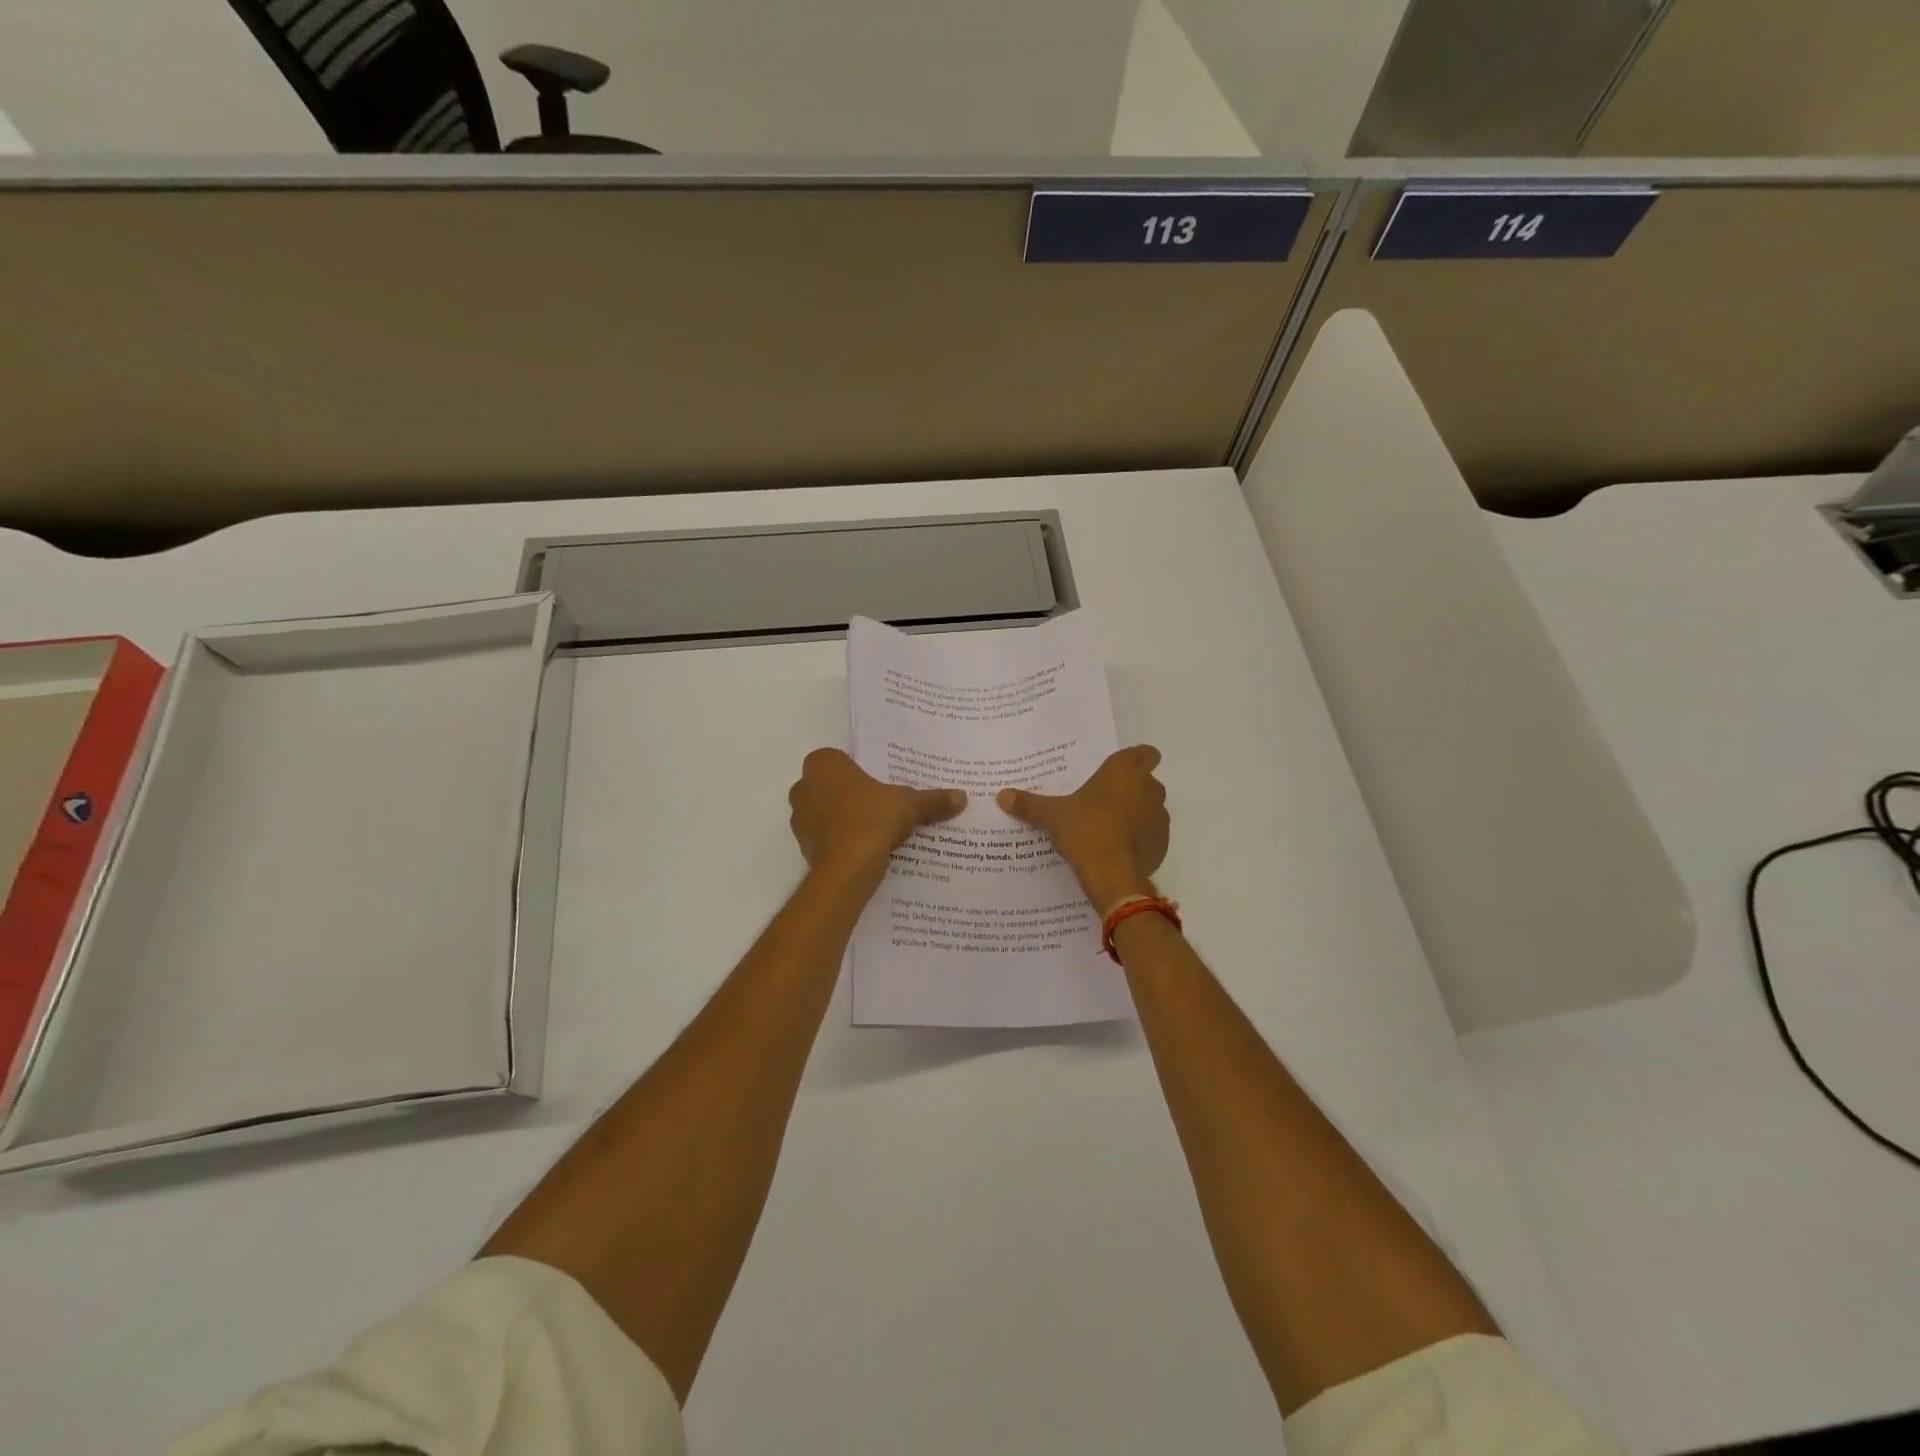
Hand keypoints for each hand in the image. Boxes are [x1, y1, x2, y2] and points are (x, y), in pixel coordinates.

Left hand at [789, 748, 965, 885]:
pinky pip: (826, 838)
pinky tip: (865, 850)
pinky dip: (841, 841)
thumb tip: (962, 797)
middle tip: (881, 804)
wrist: (846, 870)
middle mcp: (804, 787)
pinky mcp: (804, 847)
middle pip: (831, 786)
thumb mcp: (909, 805)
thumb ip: (932, 799)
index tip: (879, 782)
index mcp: (823, 765)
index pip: (839, 759)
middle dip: (851, 794)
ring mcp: (800, 819)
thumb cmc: (872, 820)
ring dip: (844, 819)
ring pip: (826, 813)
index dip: (858, 770)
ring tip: (876, 829)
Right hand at [997, 745, 1168, 913]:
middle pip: (1146, 780)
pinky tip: (1118, 849)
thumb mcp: (1052, 816)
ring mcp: (1159, 816)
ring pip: (1151, 807)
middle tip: (1103, 800)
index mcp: (1124, 771)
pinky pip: (1152, 834)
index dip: (1135, 760)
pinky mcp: (1162, 843)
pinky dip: (1140, 838)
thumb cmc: (1086, 831)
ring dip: (1137, 813)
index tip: (1117, 771)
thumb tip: (1001, 795)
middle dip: (1131, 788)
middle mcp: (1148, 788)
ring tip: (1109, 827)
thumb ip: (1029, 804)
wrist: (1113, 876)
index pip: (1146, 753)